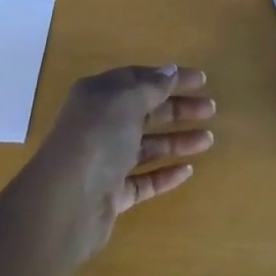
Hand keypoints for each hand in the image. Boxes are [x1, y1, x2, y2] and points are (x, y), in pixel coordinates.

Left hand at [26, 65, 215, 265]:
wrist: (65, 204)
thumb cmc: (97, 139)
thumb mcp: (126, 101)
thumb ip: (150, 87)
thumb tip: (169, 71)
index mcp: (99, 96)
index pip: (139, 79)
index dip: (170, 78)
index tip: (201, 80)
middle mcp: (101, 125)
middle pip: (146, 111)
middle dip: (178, 108)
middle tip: (210, 109)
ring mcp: (106, 161)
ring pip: (147, 146)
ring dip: (177, 141)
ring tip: (209, 140)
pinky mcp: (112, 194)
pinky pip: (143, 180)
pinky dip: (165, 174)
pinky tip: (187, 171)